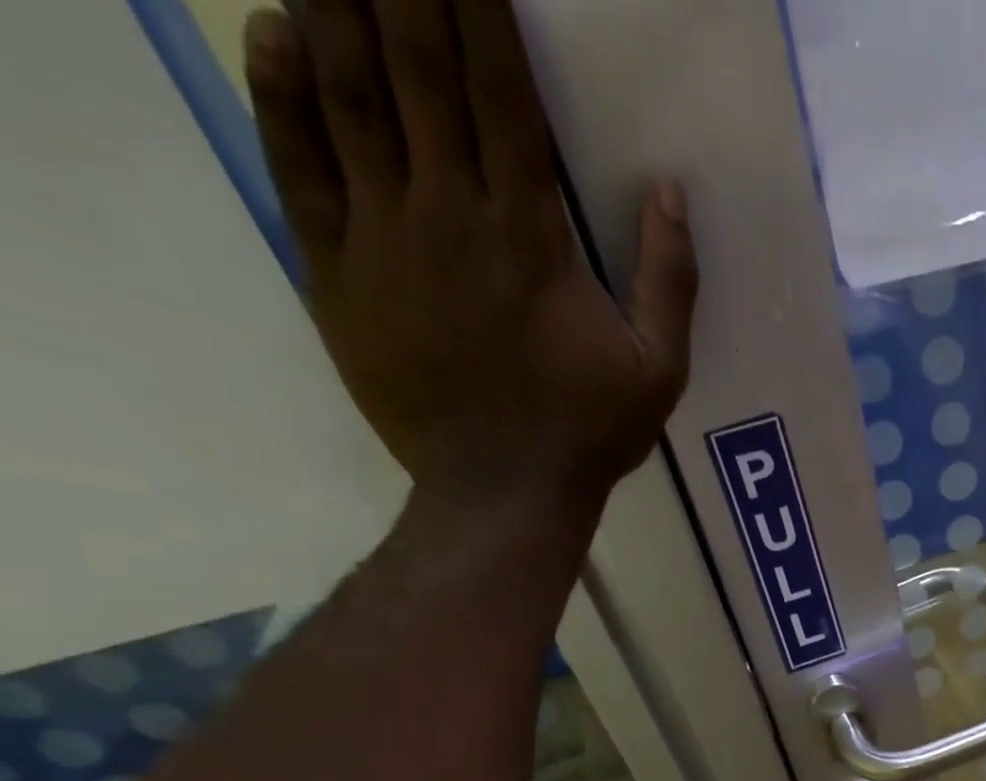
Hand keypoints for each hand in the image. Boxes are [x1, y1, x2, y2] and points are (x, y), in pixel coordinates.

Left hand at [243, 0, 697, 505]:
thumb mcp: (660, 370)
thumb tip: (671, 191)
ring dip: (332, 4)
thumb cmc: (590, 432)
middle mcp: (448, 213)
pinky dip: (282, 94)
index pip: (499, 91)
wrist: (503, 492)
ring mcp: (384, 238)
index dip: (478, 6)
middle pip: (414, 67)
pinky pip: (298, 165)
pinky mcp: (338, 271)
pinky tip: (278, 33)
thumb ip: (670, 281)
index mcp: (530, 235)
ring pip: (347, 95)